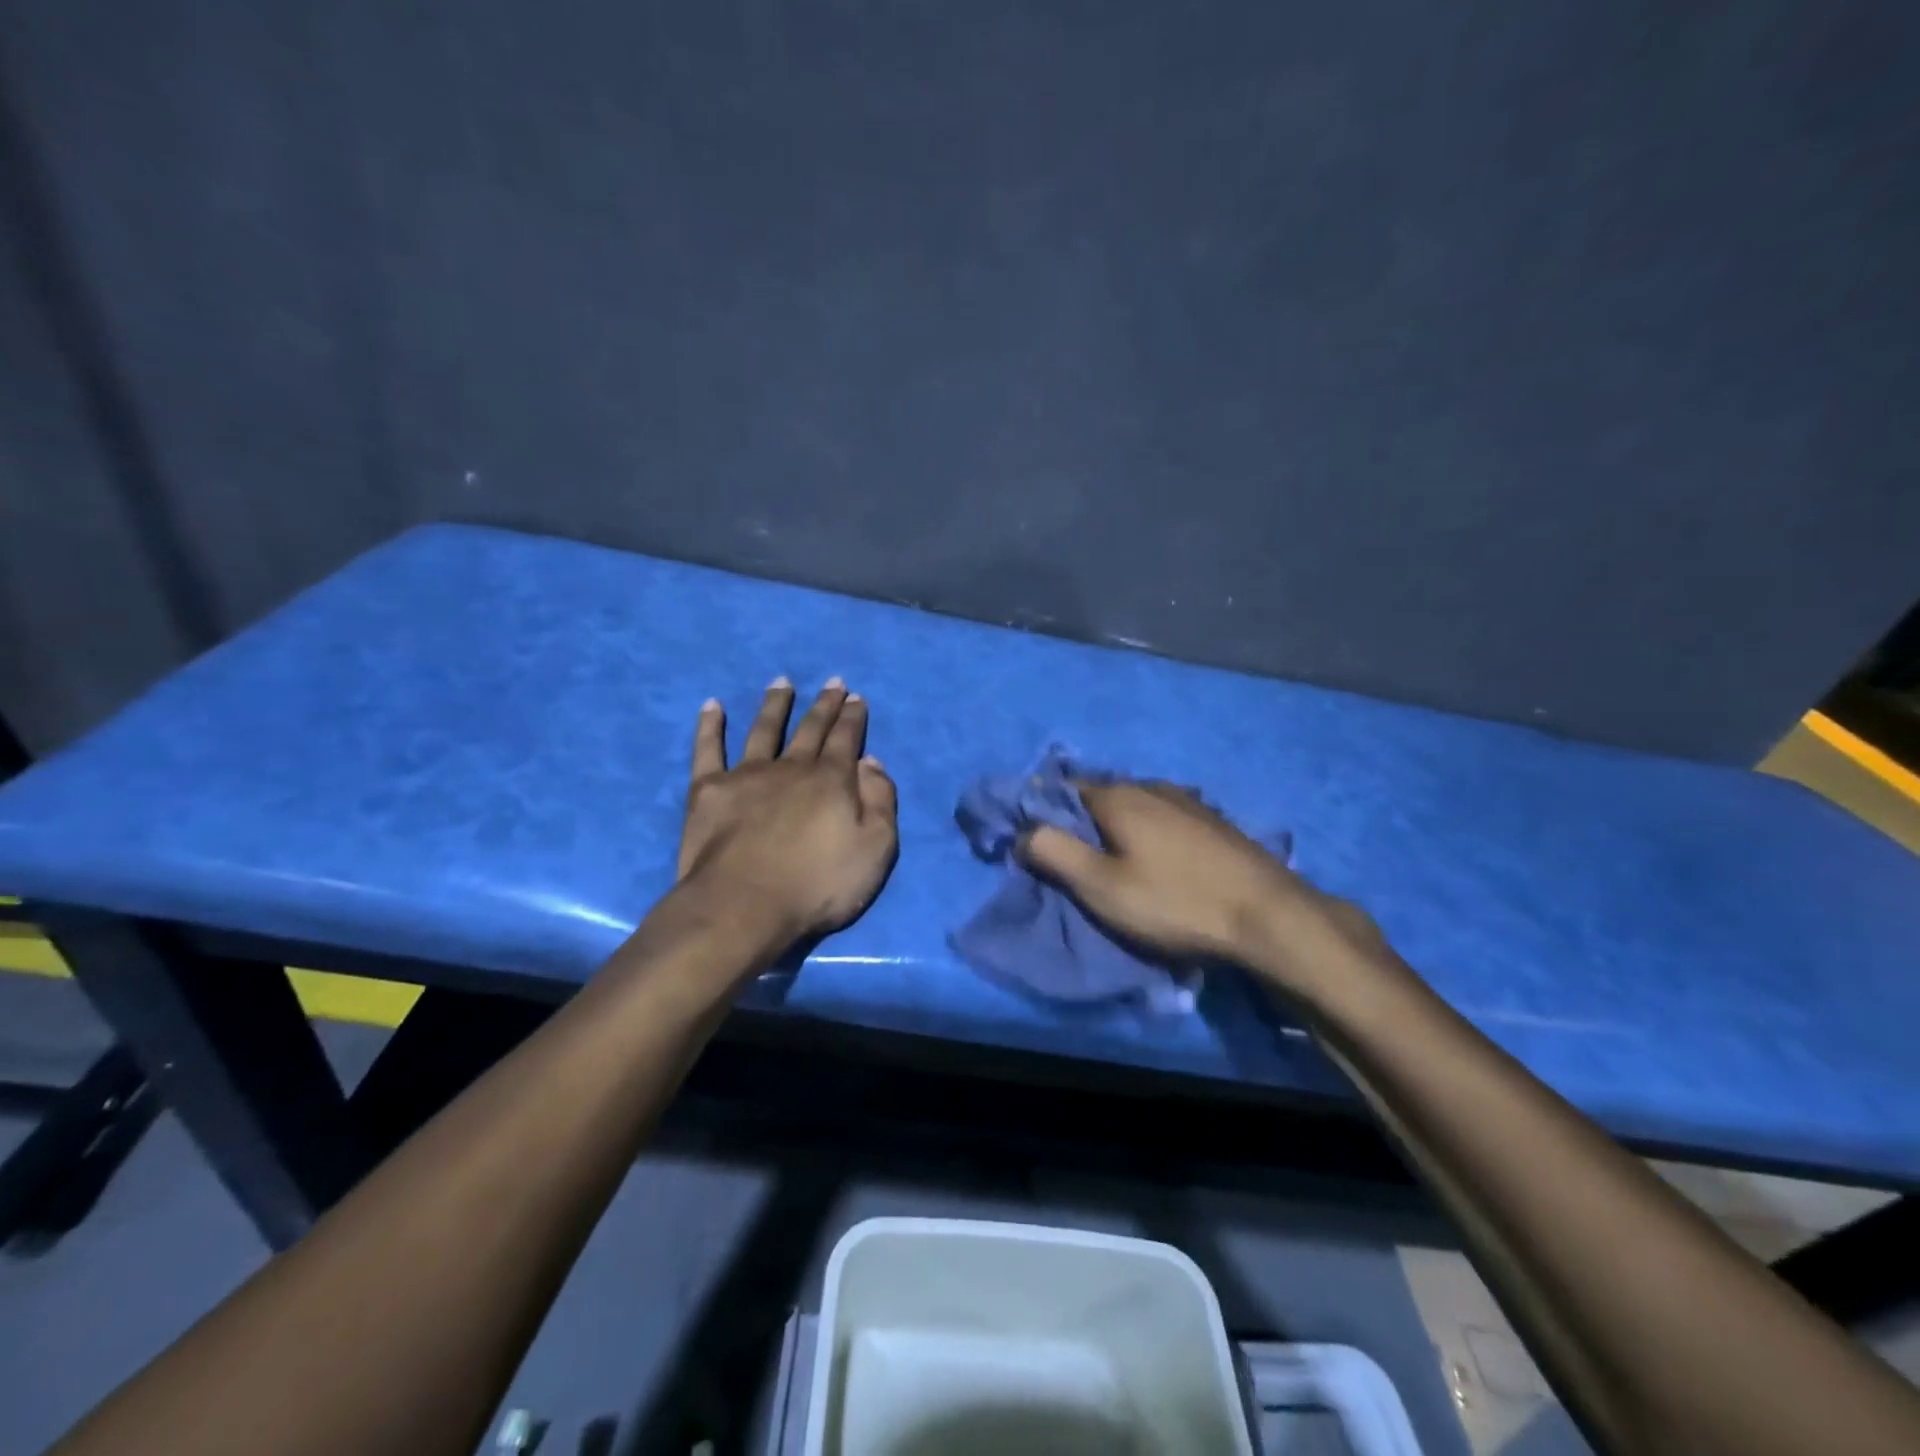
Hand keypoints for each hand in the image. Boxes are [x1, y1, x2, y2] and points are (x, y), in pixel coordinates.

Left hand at [677, 678, 898, 944]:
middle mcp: (792, 767)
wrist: (744, 905)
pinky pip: (708, 750)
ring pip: (764, 729)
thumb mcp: (876, 848)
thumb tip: (870, 761)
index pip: (847, 738)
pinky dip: (709, 726)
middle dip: (824, 704)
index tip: (856, 697)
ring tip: (782, 682)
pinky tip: (712, 706)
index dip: (853, 717)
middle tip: (832, 682)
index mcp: (832, 779)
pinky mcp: (710, 790)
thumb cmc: (818, 884)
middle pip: (811, 728)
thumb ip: (880, 800)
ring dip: (775, 704)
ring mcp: (748, 775)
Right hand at [1020, 782, 1383, 993]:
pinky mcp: (1213, 821)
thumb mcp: (1101, 886)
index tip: (1037, 842)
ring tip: (1115, 862)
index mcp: (1118, 797)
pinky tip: (1159, 860)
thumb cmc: (1175, 902)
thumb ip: (1054, 853)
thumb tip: (1021, 831)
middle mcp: (1150, 786)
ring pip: (1136, 805)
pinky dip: (1149, 832)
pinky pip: (1165, 817)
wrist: (1268, 916)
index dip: (1044, 812)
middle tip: (1075, 860)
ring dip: (1118, 827)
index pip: (1063, 789)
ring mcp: (1187, 800)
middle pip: (1100, 795)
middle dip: (1081, 821)